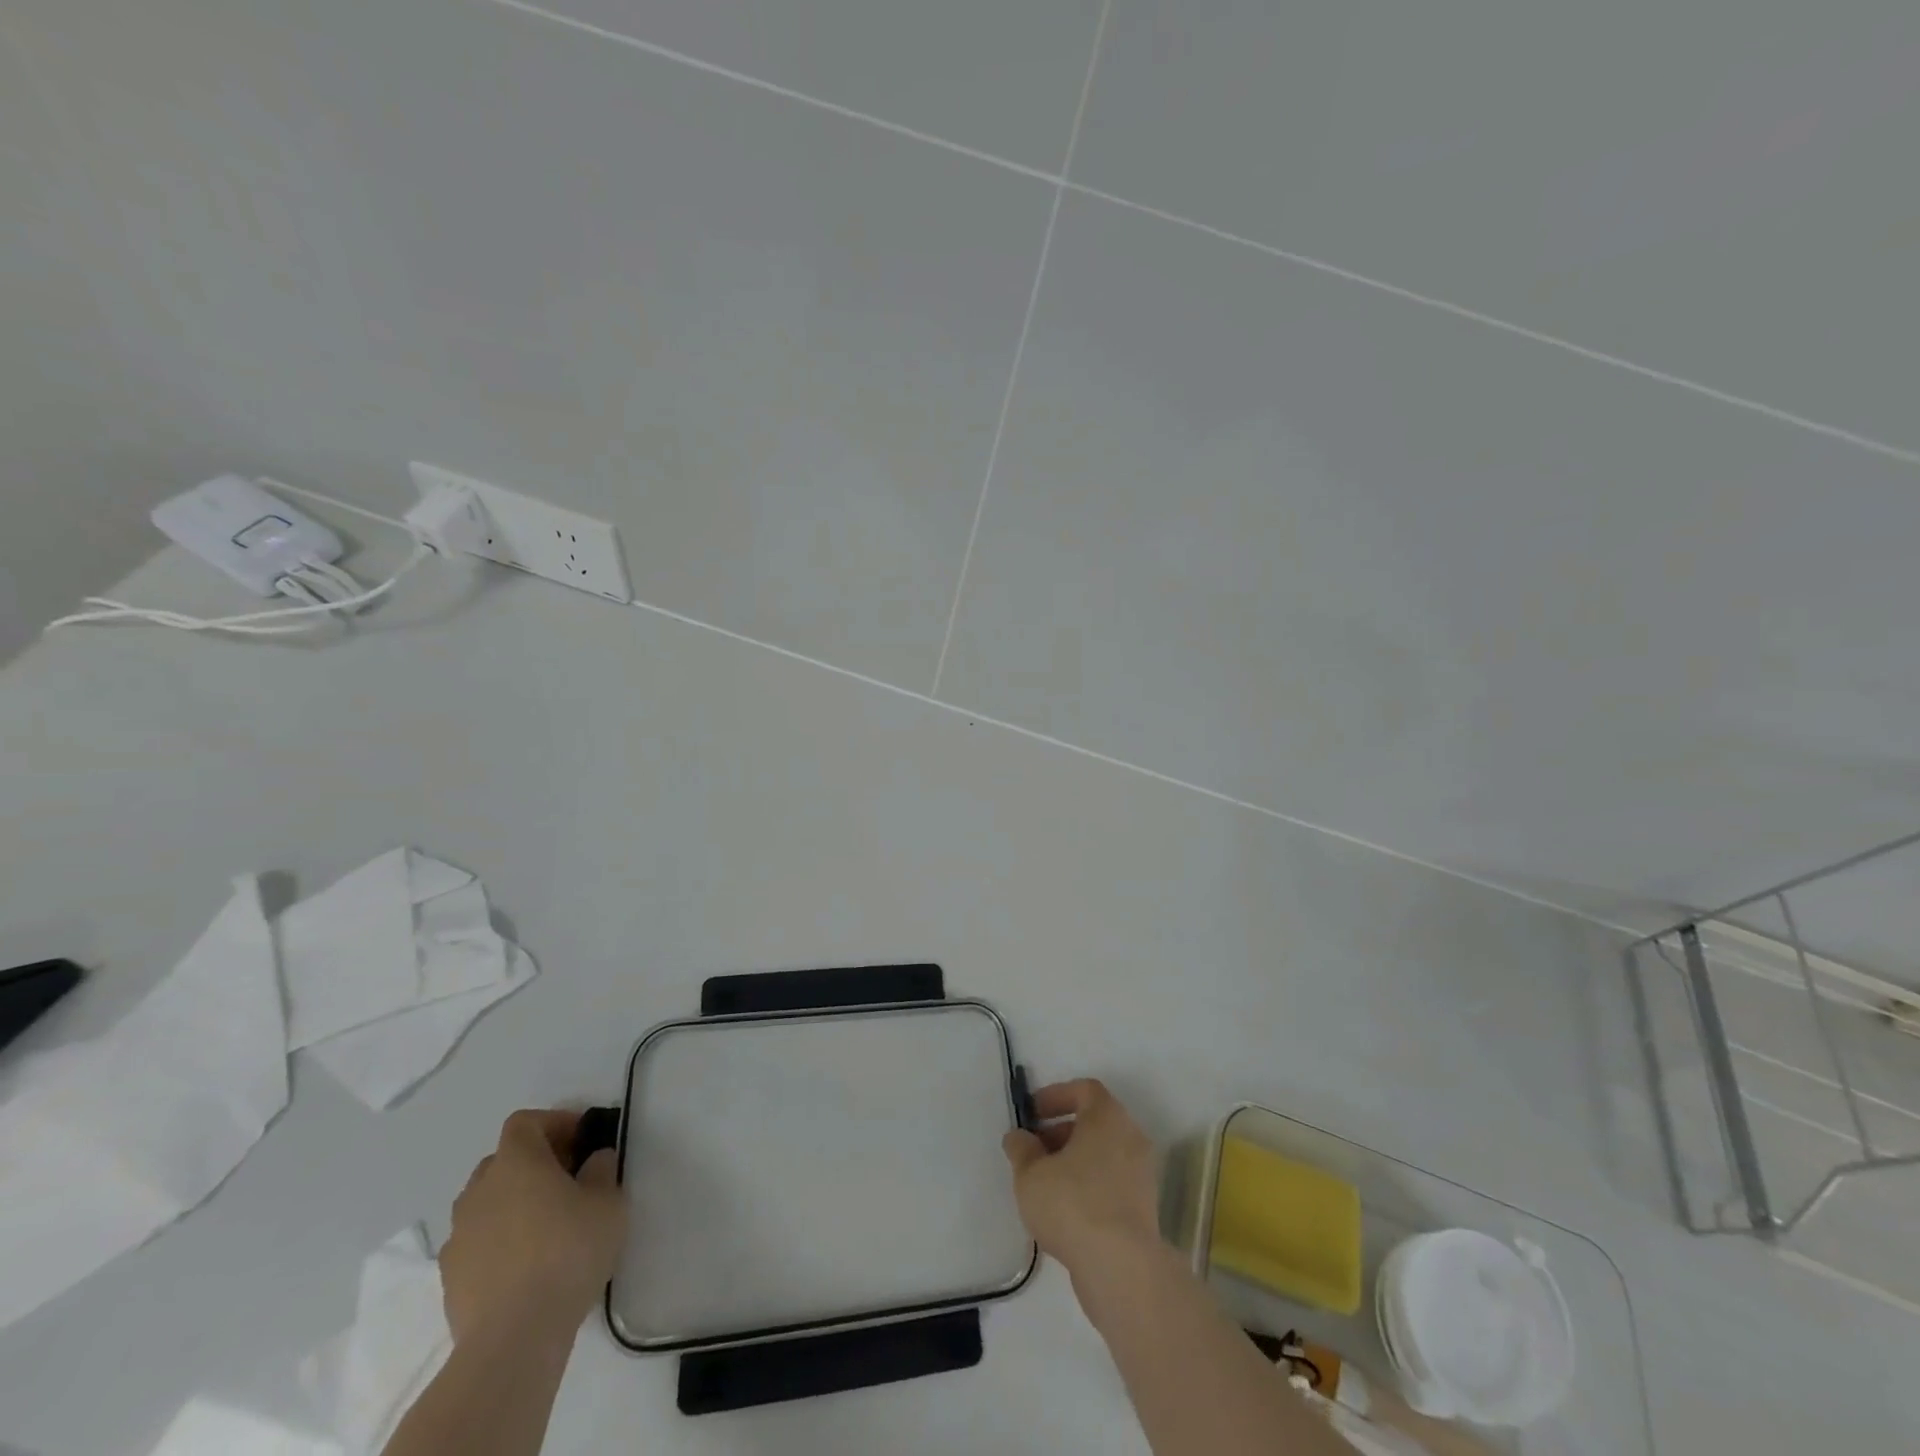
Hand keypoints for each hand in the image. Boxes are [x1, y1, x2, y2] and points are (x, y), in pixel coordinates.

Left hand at [441, 1109, 625, 1347]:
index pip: (524, 1122)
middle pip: (503, 1160)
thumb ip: (602, 1170)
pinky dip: (498, 1240)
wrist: (513, 1338)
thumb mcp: (608, 1201)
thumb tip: (594, 1160)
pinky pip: (477, 1241)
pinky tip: (525, 1263)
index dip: (553, 1123)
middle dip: (534, 1163)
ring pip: (486, 1202)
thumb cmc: (568, 1252)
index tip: (581, 1140)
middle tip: (568, 1179)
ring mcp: (458, 1236)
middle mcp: (479, 1191)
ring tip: (546, 1225)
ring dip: (513, 1202)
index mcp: (515, 1162)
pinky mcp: (450, 1278)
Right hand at [1001, 1079, 1161, 1282]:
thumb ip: (1021, 1149)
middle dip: (1060, 1132)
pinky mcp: (1144, 1208)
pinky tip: (1064, 1212)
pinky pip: (1111, 1182)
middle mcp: (1130, 1137)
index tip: (1032, 1114)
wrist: (1122, 1267)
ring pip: (1103, 1154)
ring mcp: (1141, 1174)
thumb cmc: (1073, 1204)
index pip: (1084, 1089)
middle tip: (1033, 1151)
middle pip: (1094, 1122)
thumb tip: (1020, 1138)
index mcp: (1107, 1116)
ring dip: (1073, 1161)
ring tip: (1044, 1185)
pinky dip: (1088, 1186)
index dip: (1055, 1096)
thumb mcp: (1030, 1174)